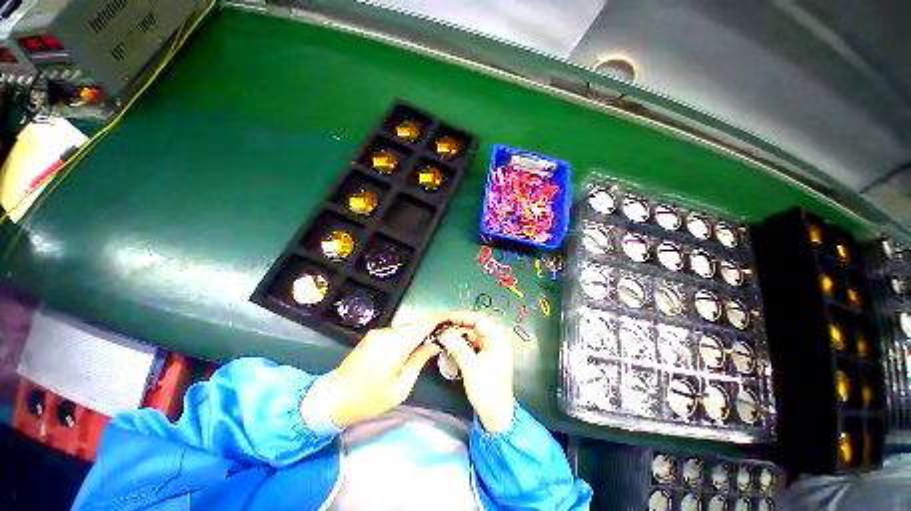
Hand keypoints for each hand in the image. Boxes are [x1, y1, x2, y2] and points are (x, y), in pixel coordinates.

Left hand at [326, 313, 472, 427]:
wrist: (333, 398)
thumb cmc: (369, 399)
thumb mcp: (401, 387)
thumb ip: (419, 360)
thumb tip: (435, 343)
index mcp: (394, 345)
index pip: (423, 324)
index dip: (440, 319)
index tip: (454, 318)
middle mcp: (386, 333)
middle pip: (416, 324)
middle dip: (433, 326)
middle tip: (447, 333)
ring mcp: (378, 332)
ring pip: (407, 328)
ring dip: (420, 332)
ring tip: (433, 341)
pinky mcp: (373, 335)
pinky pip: (397, 332)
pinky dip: (408, 335)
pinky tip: (414, 345)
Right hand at [437, 314, 515, 431]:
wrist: (496, 416)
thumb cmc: (487, 391)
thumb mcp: (470, 367)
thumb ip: (457, 347)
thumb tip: (443, 332)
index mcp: (497, 340)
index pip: (479, 319)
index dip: (462, 317)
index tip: (447, 318)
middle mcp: (495, 341)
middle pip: (475, 326)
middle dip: (458, 326)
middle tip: (442, 328)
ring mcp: (490, 350)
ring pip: (472, 336)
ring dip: (458, 335)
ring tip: (443, 337)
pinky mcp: (485, 358)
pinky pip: (471, 345)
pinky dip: (461, 344)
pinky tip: (450, 347)